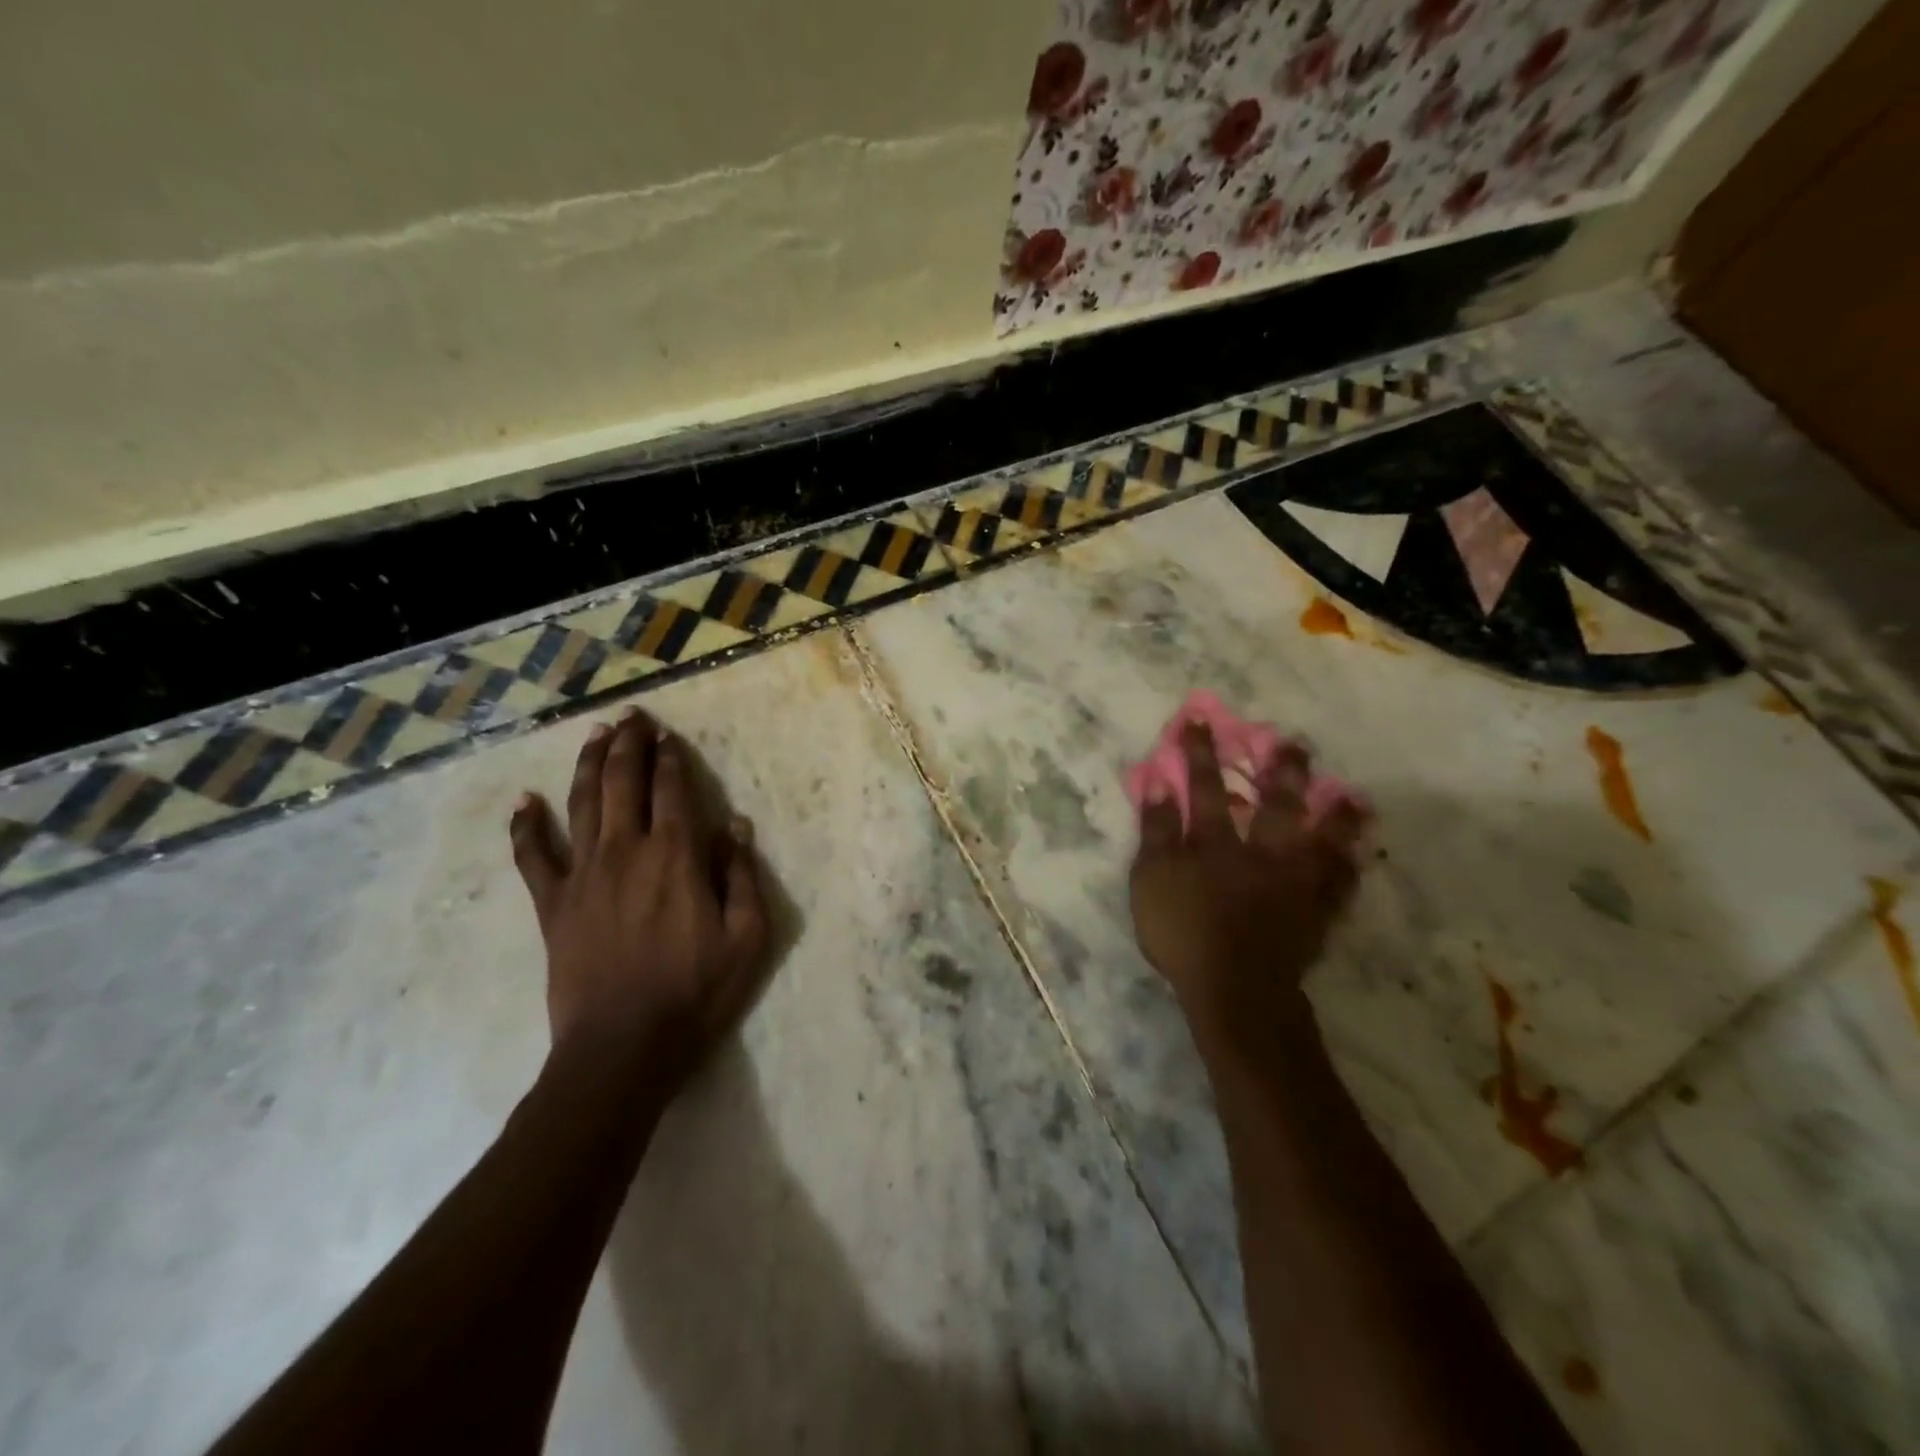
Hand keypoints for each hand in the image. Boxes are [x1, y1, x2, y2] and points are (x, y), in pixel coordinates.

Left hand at [509, 708, 770, 1084]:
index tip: (667, 734)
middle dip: (629, 744)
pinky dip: (527, 826)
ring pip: (583, 804)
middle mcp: (627, 851)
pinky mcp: (553, 904)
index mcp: (677, 857)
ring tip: (594, 734)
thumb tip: (736, 826)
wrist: (623, 1048)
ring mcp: (584, 875)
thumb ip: (743, 876)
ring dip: (589, 764)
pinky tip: (526, 801)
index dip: (670, 758)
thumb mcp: (748, 937)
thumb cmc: (696, 993)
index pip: (673, 791)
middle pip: (624, 783)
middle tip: (630, 716)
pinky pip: (533, 856)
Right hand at [1129, 723, 1366, 1043]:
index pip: (1206, 788)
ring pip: (1320, 840)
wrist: (1233, 989)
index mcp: (1216, 843)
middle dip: (1282, 771)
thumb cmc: (1183, 933)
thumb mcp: (1150, 880)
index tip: (1199, 720)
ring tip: (1351, 795)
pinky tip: (1360, 858)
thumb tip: (1158, 784)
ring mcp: (1294, 883)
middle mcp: (1261, 853)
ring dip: (1334, 816)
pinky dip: (1349, 870)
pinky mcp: (1314, 915)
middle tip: (1295, 743)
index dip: (1200, 754)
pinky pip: (1339, 887)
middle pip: (1275, 804)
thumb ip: (1155, 832)